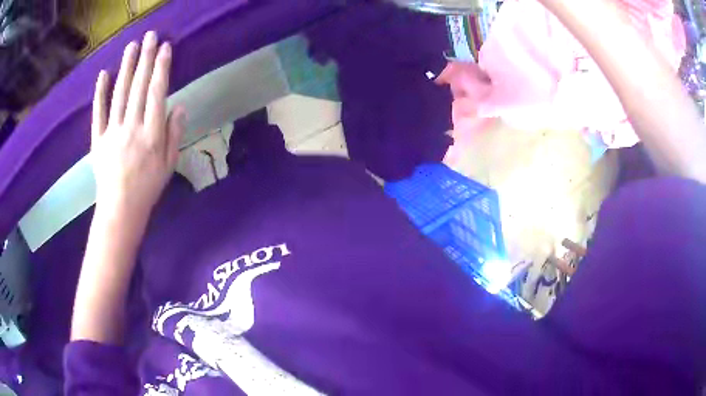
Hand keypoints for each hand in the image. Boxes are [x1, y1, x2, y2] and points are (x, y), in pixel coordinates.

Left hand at [91, 31, 184, 220]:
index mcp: (152, 134)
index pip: (156, 93)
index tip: (165, 48)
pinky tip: (103, 74)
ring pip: (119, 94)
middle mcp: (132, 128)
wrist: (120, 209)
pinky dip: (100, 93)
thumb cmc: (148, 188)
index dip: (161, 68)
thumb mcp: (169, 164)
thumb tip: (179, 106)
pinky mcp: (97, 139)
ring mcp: (112, 132)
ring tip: (131, 46)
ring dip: (126, 68)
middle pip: (138, 87)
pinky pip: (98, 113)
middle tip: (150, 36)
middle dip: (145, 59)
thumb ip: (174, 134)